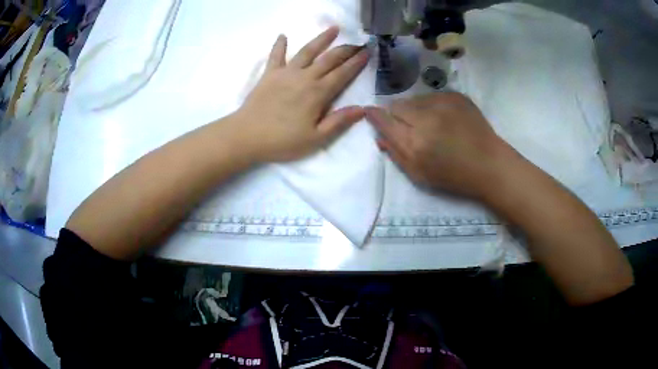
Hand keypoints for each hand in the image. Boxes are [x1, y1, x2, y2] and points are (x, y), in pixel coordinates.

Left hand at [233, 26, 368, 162]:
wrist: (247, 136)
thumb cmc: (282, 141)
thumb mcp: (315, 138)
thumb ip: (339, 122)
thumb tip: (363, 109)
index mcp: (318, 93)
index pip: (342, 74)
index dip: (356, 63)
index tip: (367, 52)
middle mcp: (305, 77)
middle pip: (329, 59)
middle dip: (346, 49)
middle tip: (358, 42)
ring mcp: (286, 73)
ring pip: (307, 51)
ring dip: (321, 39)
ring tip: (333, 28)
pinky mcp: (269, 74)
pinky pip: (276, 55)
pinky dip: (279, 45)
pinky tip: (283, 35)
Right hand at [366, 92, 515, 198]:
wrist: (489, 164)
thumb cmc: (454, 177)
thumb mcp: (420, 175)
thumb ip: (396, 154)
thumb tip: (379, 136)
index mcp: (415, 143)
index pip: (384, 120)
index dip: (375, 116)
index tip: (370, 113)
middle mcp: (426, 118)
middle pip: (397, 105)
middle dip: (397, 114)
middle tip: (409, 127)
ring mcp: (443, 103)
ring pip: (414, 99)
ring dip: (415, 109)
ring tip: (431, 123)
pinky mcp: (456, 96)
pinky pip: (432, 95)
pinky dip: (432, 105)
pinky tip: (445, 118)